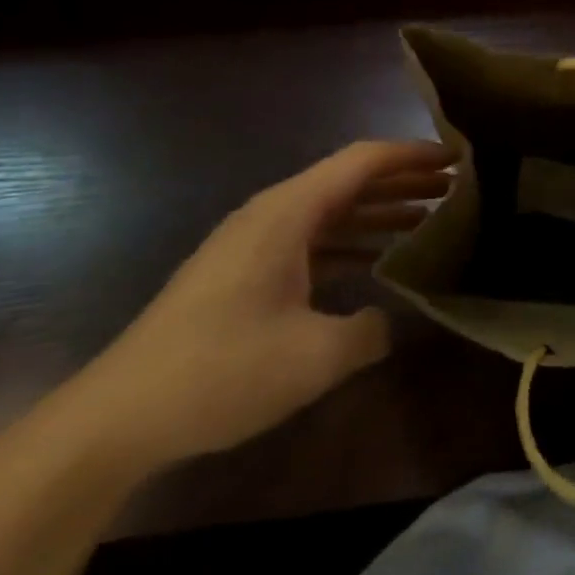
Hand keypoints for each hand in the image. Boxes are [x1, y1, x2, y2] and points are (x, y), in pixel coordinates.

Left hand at [56, 141, 452, 475]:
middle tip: (456, 189)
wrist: (116, 418)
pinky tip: (378, 263)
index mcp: (287, 213)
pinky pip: (312, 240)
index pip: (362, 161)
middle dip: (404, 181)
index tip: (458, 159)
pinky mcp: (244, 273)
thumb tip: (387, 320)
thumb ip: (370, 330)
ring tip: (431, 219)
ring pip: (331, 211)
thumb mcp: (315, 355)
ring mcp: (254, 244)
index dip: (413, 156)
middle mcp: (271, 215)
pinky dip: (351, 242)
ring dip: (379, 211)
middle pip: (349, 180)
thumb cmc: (220, 371)